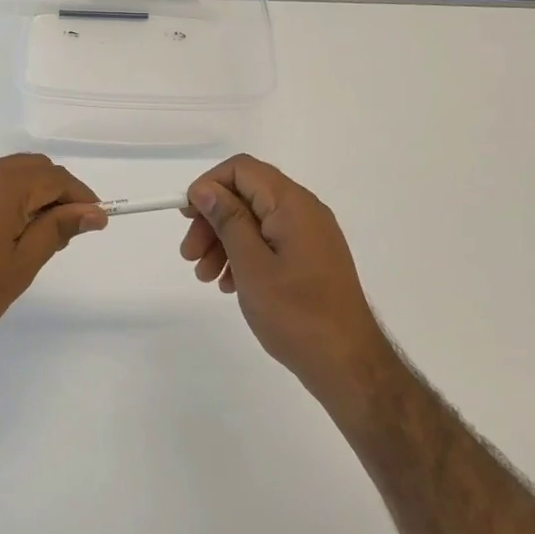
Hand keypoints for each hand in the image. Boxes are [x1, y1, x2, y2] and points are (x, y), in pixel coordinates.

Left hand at [0, 154, 105, 372]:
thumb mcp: (20, 266)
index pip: (54, 177)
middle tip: (66, 230)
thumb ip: (56, 230)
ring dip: (24, 196)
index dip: (80, 197)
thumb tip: (91, 211)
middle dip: (53, 192)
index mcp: (1, 185)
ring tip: (31, 236)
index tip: (95, 222)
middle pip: (27, 169)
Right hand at [180, 155, 392, 399]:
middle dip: (212, 220)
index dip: (209, 185)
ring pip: (255, 220)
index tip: (186, 217)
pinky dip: (244, 255)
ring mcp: (310, 235)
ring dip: (223, 241)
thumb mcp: (252, 265)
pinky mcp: (310, 257)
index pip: (242, 169)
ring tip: (205, 277)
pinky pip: (269, 242)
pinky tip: (229, 284)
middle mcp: (304, 210)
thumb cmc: (296, 313)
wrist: (348, 364)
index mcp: (292, 204)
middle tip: (189, 256)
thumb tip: (205, 188)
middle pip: (246, 195)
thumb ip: (228, 221)